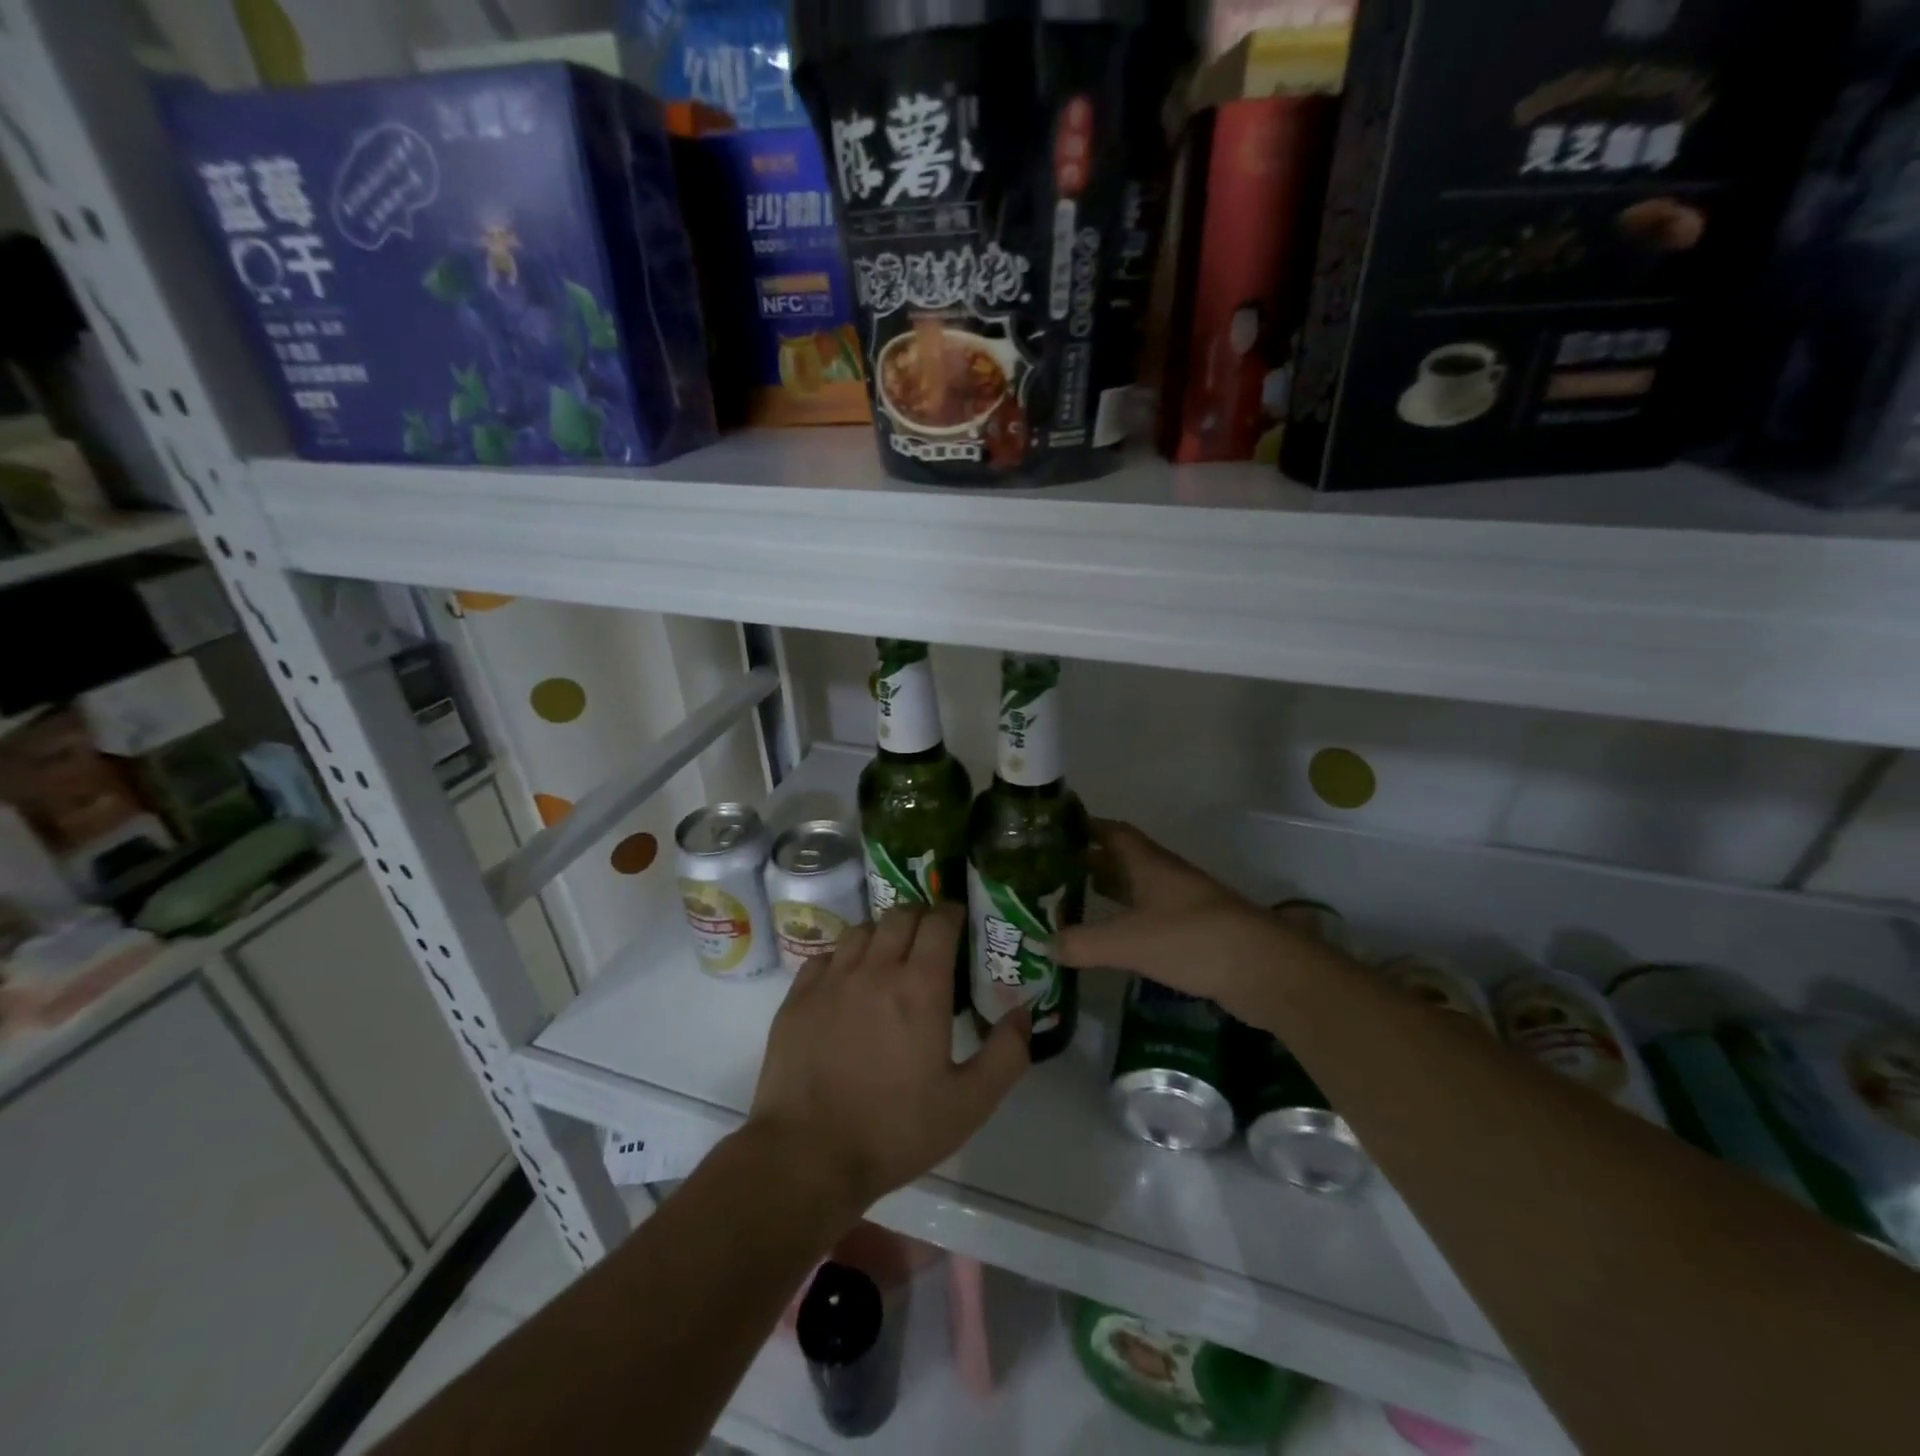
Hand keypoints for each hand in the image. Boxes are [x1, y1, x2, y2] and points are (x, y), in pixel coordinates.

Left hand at [747, 904, 1030, 1222]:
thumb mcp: (969, 1104)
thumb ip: (1006, 1054)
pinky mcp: (798, 998)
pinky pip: (825, 956)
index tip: (961, 922)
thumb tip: (1023, 1011)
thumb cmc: (895, 1130)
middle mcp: (875, 970)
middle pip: (900, 914)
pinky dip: (843, 958)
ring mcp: (831, 980)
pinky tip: (848, 982)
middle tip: (931, 940)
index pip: (938, 921)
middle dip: (921, 917)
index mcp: (920, 987)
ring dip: (882, 934)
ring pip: (861, 930)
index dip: (953, 913)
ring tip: (890, 958)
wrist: (808, 1156)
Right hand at [1052, 820, 1327, 1030]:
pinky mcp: (1195, 934)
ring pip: (1138, 889)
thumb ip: (1083, 942)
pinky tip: (1113, 939)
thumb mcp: (1128, 941)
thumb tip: (1044, 945)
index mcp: (1149, 864)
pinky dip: (1128, 922)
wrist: (1263, 970)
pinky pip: (1151, 918)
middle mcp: (1166, 877)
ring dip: (1110, 892)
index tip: (1055, 831)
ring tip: (1075, 902)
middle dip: (1091, 862)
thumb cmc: (1191, 939)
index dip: (1086, 827)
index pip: (1113, 832)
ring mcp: (1184, 905)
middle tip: (1054, 872)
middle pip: (1123, 860)